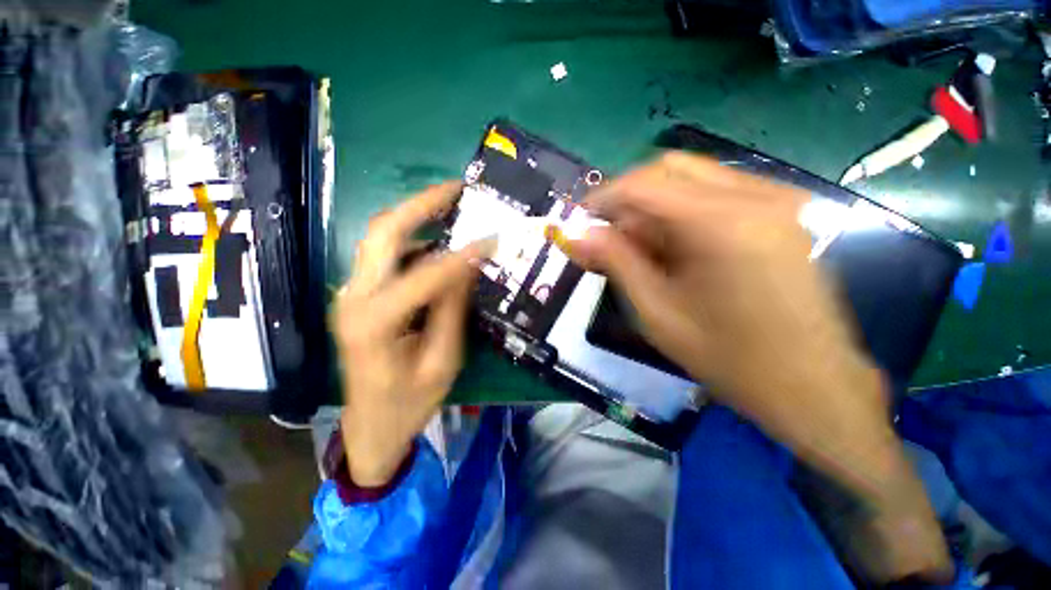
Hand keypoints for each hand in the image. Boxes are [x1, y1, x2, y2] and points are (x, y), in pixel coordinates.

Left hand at [333, 182, 491, 486]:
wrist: (370, 426)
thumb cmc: (409, 403)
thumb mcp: (442, 363)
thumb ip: (452, 310)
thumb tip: (468, 265)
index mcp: (374, 322)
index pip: (427, 274)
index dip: (464, 254)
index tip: (493, 238)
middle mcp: (354, 297)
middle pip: (383, 232)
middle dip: (422, 204)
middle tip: (457, 189)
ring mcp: (352, 293)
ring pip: (381, 238)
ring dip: (416, 217)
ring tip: (452, 205)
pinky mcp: (360, 295)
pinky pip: (388, 256)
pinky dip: (415, 241)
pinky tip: (440, 241)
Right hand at [566, 153, 951, 582]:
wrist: (818, 394)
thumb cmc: (734, 365)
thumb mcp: (656, 317)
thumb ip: (616, 265)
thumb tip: (576, 235)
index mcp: (720, 227)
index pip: (641, 185)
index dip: (599, 199)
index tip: (572, 220)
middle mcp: (748, 200)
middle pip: (664, 171)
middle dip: (619, 199)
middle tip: (595, 234)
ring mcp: (767, 203)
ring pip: (684, 179)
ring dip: (644, 208)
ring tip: (626, 247)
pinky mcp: (772, 215)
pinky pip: (703, 195)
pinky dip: (669, 213)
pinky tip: (660, 248)